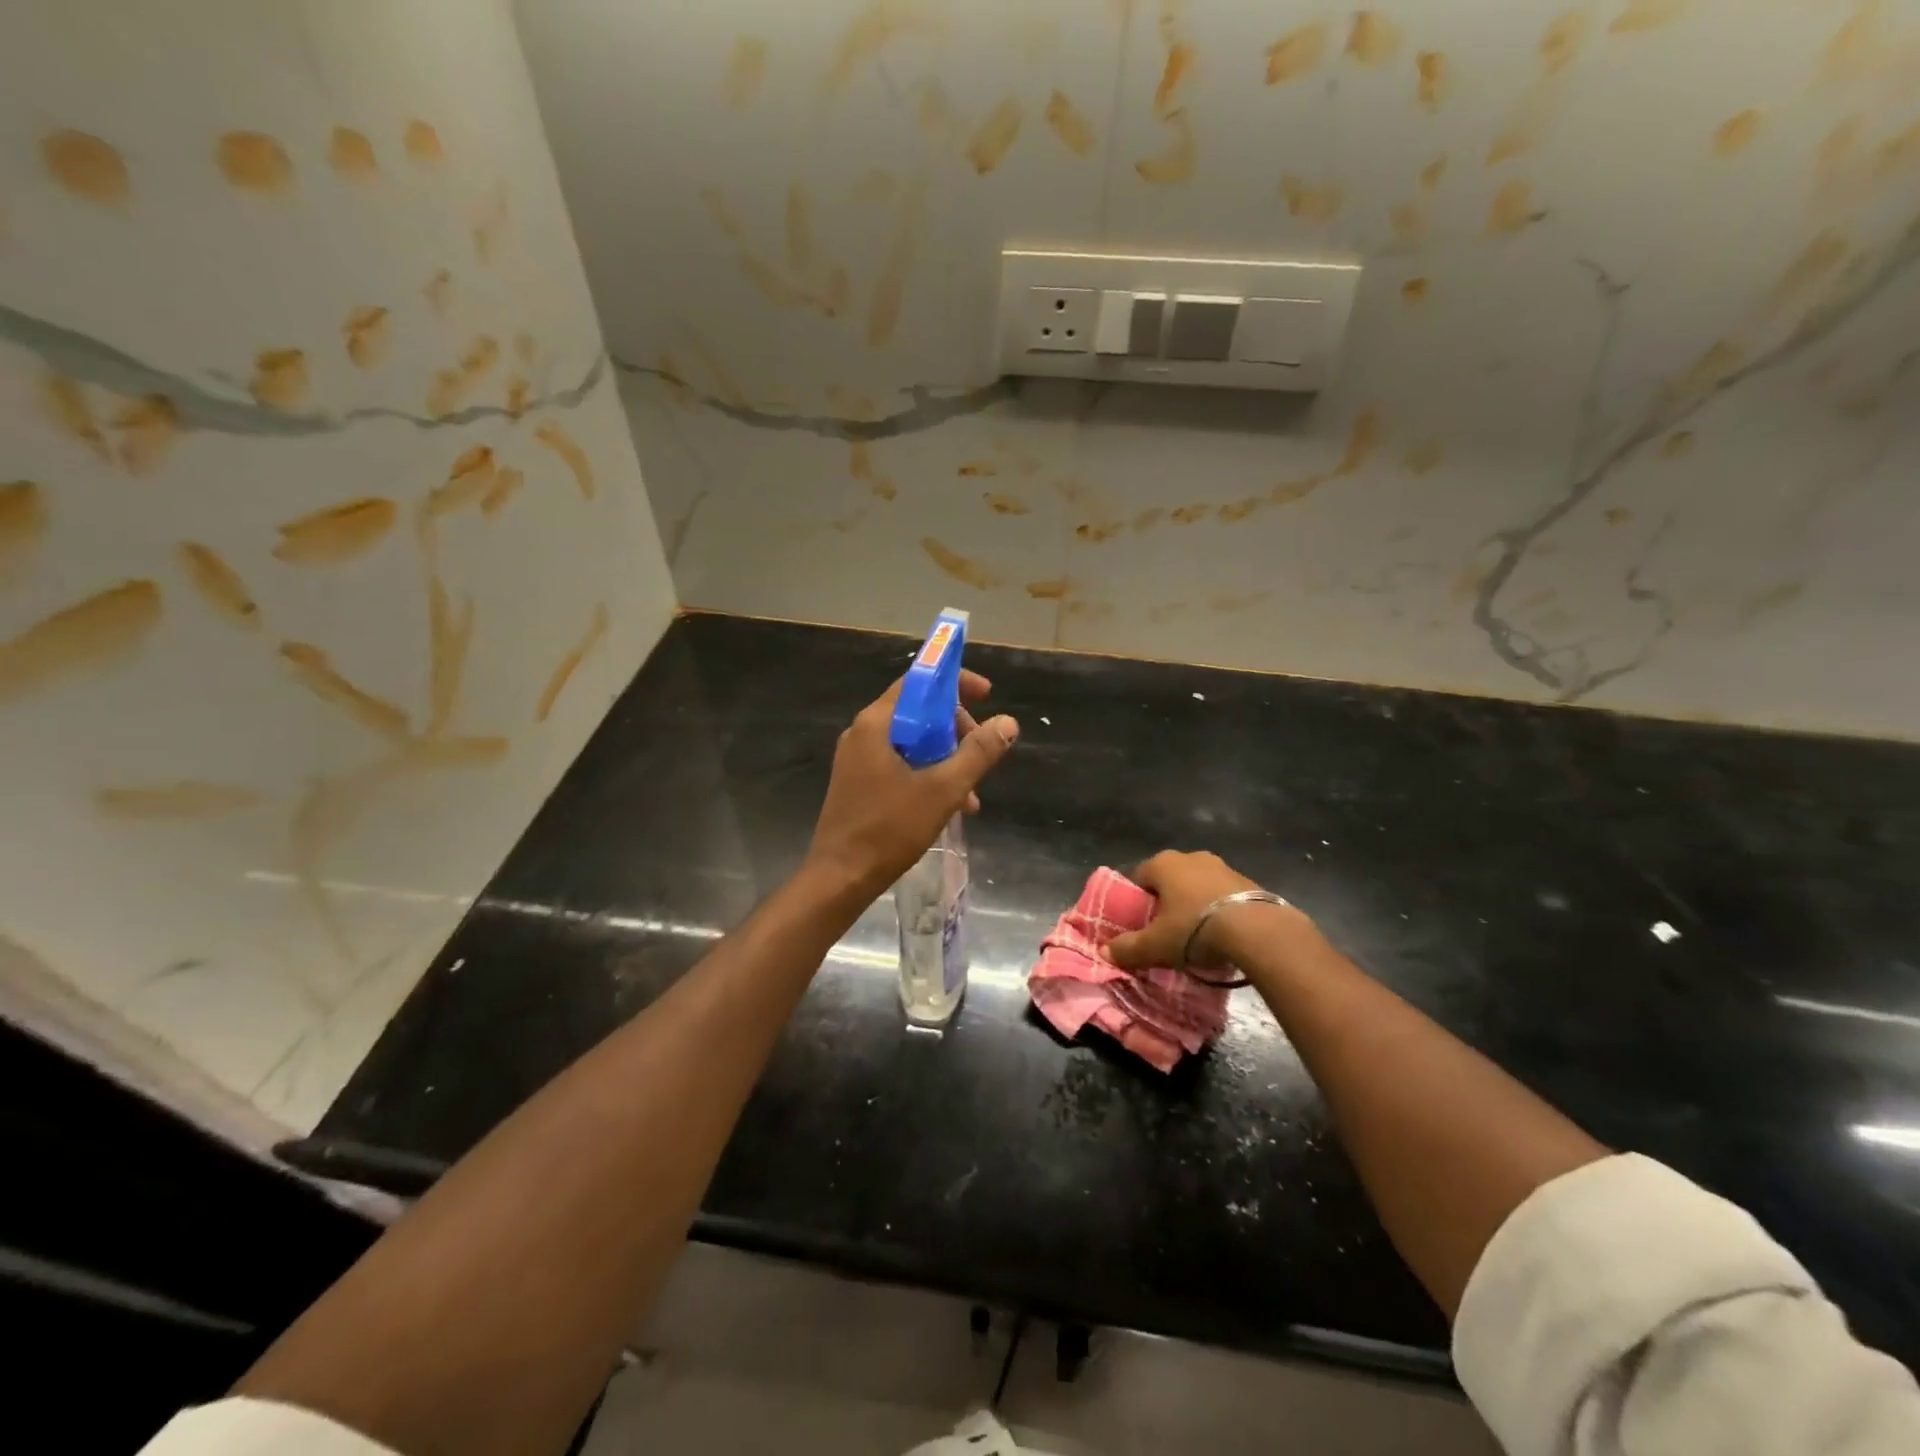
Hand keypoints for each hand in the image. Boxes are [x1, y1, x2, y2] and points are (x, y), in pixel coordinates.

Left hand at [805, 669, 1018, 900]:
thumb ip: (977, 753)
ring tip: (972, 794)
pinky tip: (950, 806)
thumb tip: (1007, 722)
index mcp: (876, 724)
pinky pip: (901, 764)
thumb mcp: (943, 790)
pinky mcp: (859, 783)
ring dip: (947, 759)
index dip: (955, 682)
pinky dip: (928, 774)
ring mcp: (858, 759)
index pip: (918, 681)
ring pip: (913, 742)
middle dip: (956, 730)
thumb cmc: (889, 829)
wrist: (841, 877)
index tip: (987, 695)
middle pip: (918, 711)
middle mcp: (863, 733)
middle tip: (982, 754)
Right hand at [1102, 850, 1268, 970]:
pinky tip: (1223, 935)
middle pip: (1170, 880)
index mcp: (1163, 863)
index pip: (1139, 877)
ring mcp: (1223, 867)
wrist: (1258, 931)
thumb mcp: (1156, 945)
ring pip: (1199, 886)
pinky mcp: (1249, 881)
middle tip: (1167, 932)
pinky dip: (1219, 911)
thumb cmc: (1195, 929)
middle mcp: (1192, 857)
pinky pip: (1224, 896)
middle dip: (1167, 903)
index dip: (1137, 902)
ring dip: (1195, 906)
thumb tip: (1104, 952)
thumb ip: (1128, 948)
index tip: (1141, 925)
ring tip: (1197, 937)